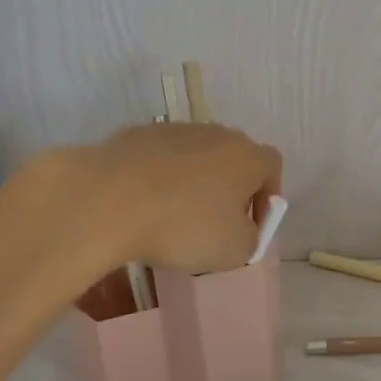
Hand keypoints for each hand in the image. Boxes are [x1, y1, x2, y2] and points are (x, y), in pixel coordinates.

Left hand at [78, 122, 283, 273]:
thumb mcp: (233, 251)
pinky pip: (158, 157)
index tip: (249, 225)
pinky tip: (140, 204)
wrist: (108, 198)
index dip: (266, 196)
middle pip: (233, 158)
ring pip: (194, 156)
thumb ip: (250, 238)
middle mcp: (216, 134)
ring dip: (191, 181)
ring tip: (170, 216)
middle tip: (212, 223)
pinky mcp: (137, 134)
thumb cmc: (182, 225)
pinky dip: (156, 177)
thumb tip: (243, 229)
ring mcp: (174, 129)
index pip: (272, 167)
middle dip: (228, 189)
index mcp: (247, 156)